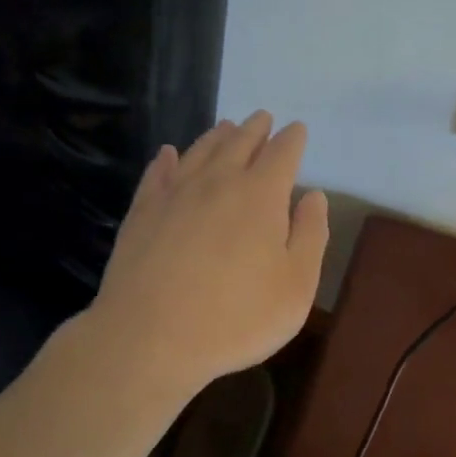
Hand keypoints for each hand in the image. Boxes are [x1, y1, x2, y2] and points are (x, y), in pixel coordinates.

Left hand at [87, 110, 329, 393]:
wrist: (150, 339)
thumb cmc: (236, 318)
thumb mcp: (296, 287)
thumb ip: (310, 235)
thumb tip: (313, 196)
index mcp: (260, 195)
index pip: (282, 154)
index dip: (292, 139)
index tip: (296, 129)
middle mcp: (218, 182)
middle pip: (239, 143)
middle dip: (255, 128)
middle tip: (263, 117)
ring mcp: (175, 194)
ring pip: (200, 151)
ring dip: (217, 136)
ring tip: (226, 126)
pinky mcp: (142, 213)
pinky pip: (157, 174)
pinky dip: (166, 160)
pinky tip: (168, 154)